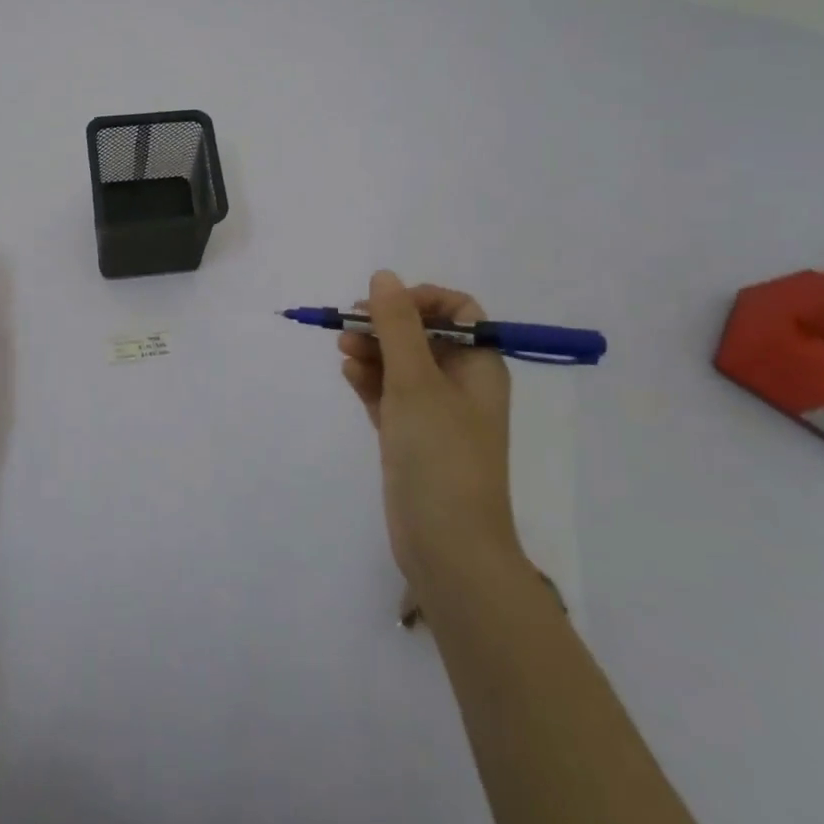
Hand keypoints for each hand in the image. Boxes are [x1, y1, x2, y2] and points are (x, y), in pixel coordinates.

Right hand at [340, 271, 523, 600]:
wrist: (448, 548)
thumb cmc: (440, 454)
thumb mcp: (416, 381)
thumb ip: (397, 326)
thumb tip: (383, 276)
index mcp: (479, 366)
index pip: (458, 311)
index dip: (421, 301)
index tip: (386, 307)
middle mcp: (461, 384)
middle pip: (423, 335)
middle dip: (386, 325)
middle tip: (350, 325)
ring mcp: (436, 413)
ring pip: (402, 365)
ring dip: (373, 351)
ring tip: (343, 350)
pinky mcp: (412, 438)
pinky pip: (390, 395)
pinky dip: (371, 381)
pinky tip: (349, 373)